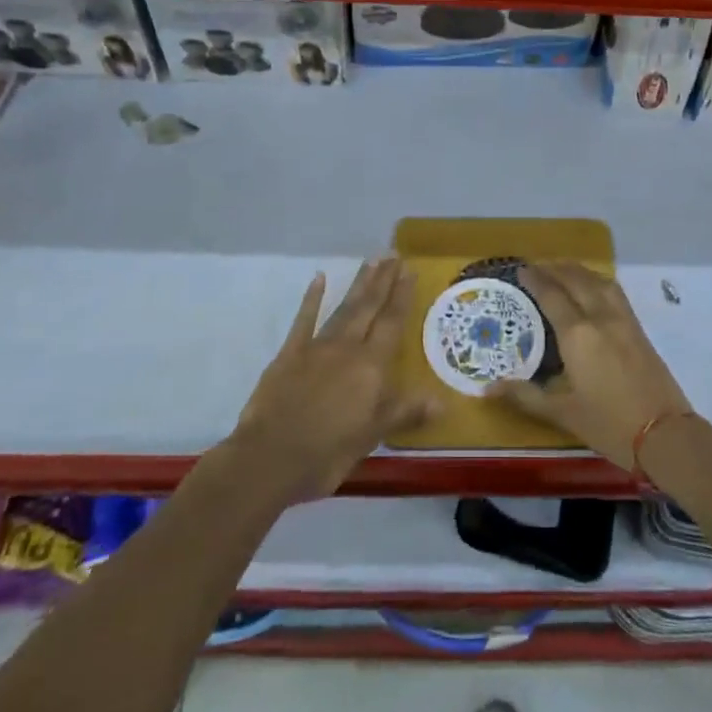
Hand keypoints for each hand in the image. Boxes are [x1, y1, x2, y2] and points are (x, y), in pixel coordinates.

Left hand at [230, 258, 434, 499]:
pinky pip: (304, 320)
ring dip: (359, 284)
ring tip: (371, 261)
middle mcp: (347, 347)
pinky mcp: (290, 354)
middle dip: (383, 280)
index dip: (402, 296)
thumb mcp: (372, 436)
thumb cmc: (328, 451)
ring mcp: (317, 347)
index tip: (409, 270)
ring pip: (343, 308)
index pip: (392, 323)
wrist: (269, 457)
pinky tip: (319, 278)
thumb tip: (442, 400)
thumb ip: (405, 412)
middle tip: (393, 254)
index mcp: (370, 366)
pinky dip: (312, 298)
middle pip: (369, 307)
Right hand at [490, 262, 692, 470]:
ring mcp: (623, 320)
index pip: (552, 295)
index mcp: (577, 334)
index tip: (521, 269)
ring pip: (598, 281)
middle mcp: (600, 317)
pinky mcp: (639, 328)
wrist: (666, 435)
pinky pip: (614, 291)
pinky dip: (598, 281)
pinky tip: (593, 288)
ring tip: (563, 271)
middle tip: (537, 266)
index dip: (536, 280)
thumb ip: (526, 396)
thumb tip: (488, 388)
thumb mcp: (563, 413)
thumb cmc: (609, 425)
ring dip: (578, 271)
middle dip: (555, 269)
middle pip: (576, 280)